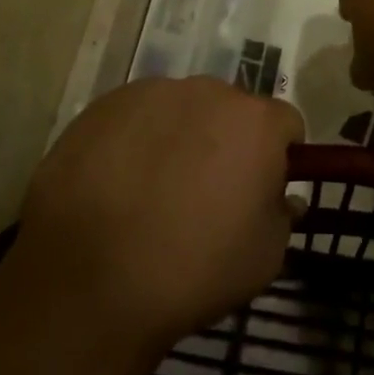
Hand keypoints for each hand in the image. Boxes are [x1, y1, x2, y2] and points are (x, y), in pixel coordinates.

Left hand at [6, 78, 303, 345]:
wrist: (87, 282)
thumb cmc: (192, 271)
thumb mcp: (265, 258)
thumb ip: (283, 215)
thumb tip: (281, 196)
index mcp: (256, 122)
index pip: (286, 124)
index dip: (279, 156)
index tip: (261, 189)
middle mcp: (208, 91)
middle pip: (231, 109)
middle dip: (228, 140)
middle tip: (207, 190)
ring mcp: (152, 93)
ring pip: (182, 109)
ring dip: (181, 136)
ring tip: (155, 188)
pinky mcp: (104, 106)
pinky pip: (136, 116)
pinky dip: (136, 139)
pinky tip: (118, 182)